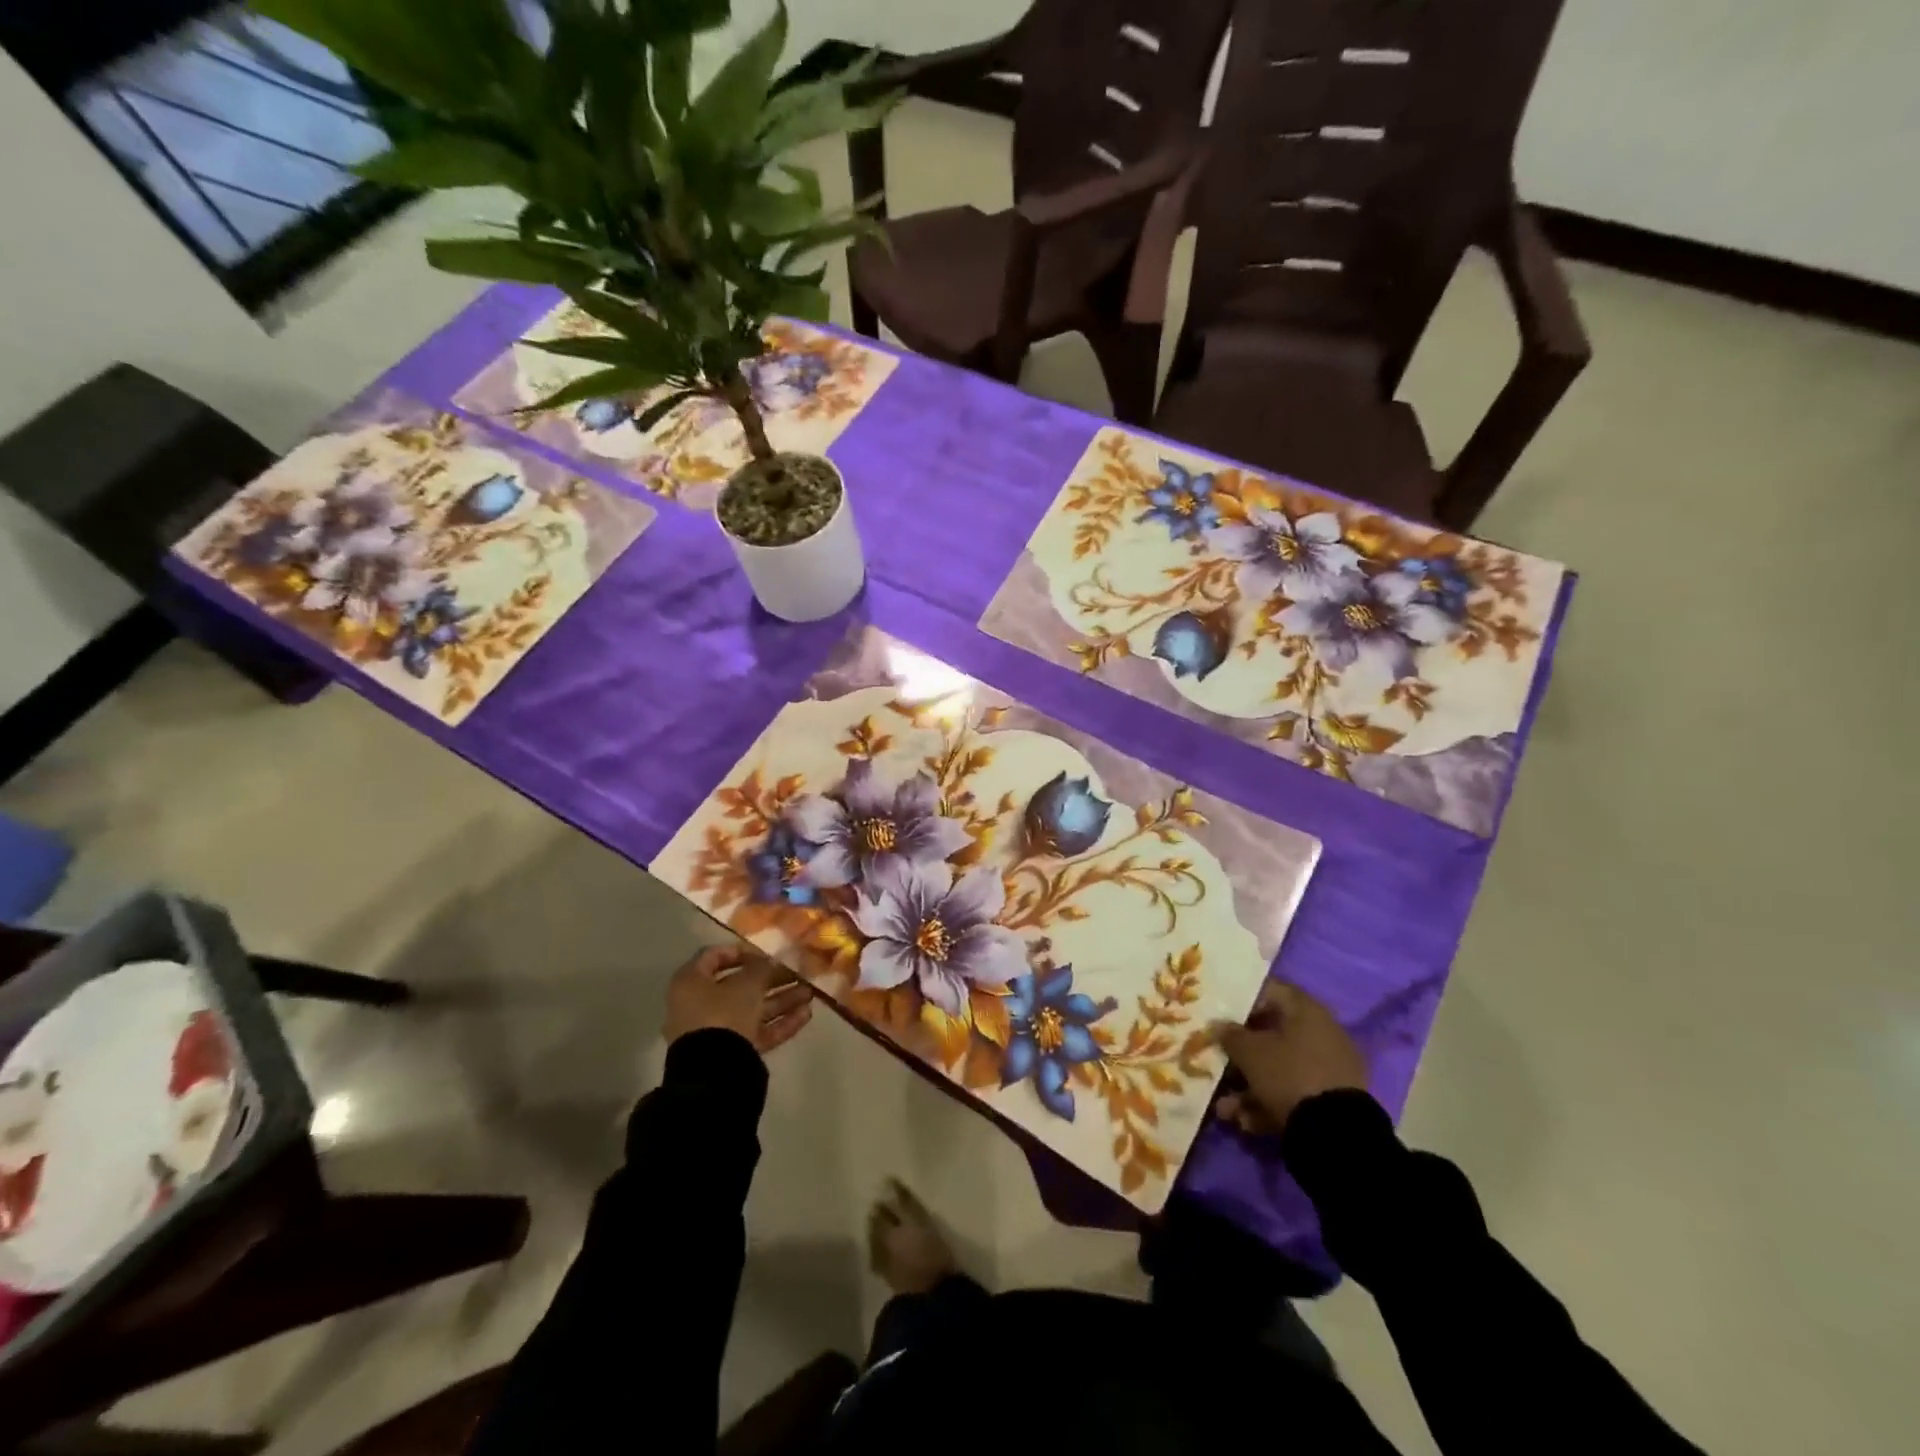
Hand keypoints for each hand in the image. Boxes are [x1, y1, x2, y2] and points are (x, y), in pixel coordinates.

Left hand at [664, 945, 813, 1055]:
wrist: (713, 1072)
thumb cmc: (723, 1013)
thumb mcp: (747, 984)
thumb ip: (761, 968)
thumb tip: (770, 961)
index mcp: (691, 982)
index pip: (713, 956)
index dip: (741, 952)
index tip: (766, 953)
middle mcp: (699, 1004)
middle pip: (738, 985)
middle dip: (772, 979)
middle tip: (798, 973)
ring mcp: (715, 1031)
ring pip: (752, 1009)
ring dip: (781, 1000)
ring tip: (809, 994)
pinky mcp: (731, 1053)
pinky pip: (756, 1032)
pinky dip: (779, 1023)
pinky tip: (806, 1015)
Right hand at [1213, 982, 1366, 1136]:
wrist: (1336, 1133)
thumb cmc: (1288, 1074)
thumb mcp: (1249, 1052)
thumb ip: (1230, 1035)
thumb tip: (1219, 1025)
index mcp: (1306, 1010)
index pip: (1270, 991)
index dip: (1242, 1002)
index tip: (1220, 1017)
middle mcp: (1322, 1033)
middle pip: (1272, 1035)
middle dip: (1241, 1055)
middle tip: (1217, 1065)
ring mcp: (1329, 1068)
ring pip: (1280, 1069)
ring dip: (1249, 1087)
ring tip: (1226, 1110)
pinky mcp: (1332, 1100)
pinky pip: (1294, 1092)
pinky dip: (1270, 1104)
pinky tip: (1247, 1123)